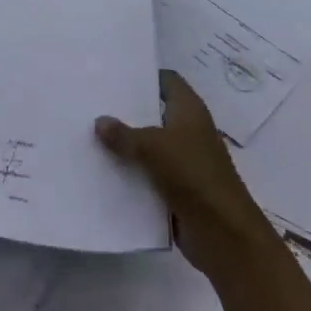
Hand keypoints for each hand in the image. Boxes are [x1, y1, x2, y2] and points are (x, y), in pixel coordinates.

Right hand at [96, 69, 271, 270]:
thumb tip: (99, 121)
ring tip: (86, 135)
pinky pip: (146, 175)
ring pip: (147, 147)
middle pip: (153, 113)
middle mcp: (187, 132)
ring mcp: (182, 162)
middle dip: (125, 111)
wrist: (224, 235)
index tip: (112, 75)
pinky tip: (99, 170)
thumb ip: (124, 134)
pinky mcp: (175, 189)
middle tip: (89, 104)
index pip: (167, 81)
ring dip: (123, 145)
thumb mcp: (153, 148)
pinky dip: (128, 174)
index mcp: (189, 112)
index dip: (144, 75)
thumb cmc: (194, 176)